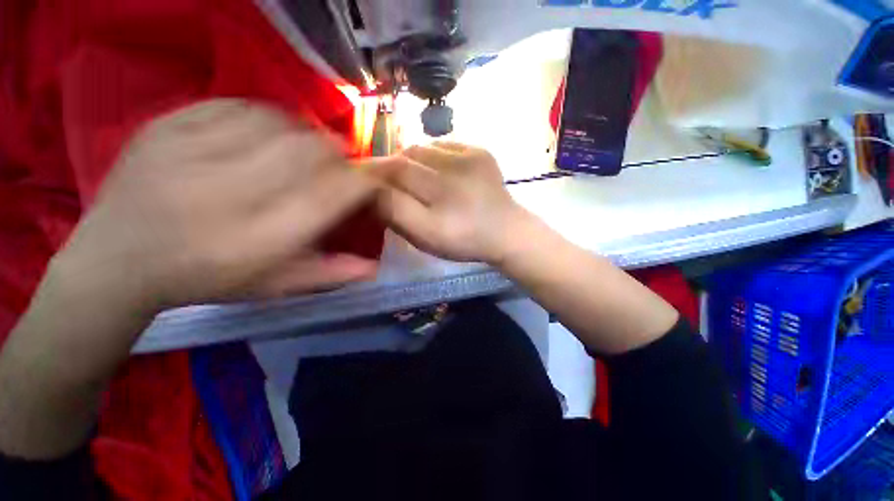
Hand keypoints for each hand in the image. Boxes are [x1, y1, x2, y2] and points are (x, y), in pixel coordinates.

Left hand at [55, 99, 378, 313]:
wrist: (116, 261)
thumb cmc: (208, 279)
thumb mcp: (276, 286)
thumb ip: (330, 273)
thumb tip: (375, 266)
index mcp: (264, 238)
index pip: (335, 194)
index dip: (363, 182)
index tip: (372, 181)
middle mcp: (232, 193)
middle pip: (312, 152)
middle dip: (337, 155)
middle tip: (337, 166)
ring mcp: (193, 153)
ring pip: (279, 123)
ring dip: (304, 134)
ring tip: (301, 150)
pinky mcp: (167, 127)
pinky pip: (236, 106)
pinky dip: (264, 117)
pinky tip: (262, 134)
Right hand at [376, 142, 529, 263]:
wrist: (505, 230)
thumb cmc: (464, 241)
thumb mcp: (426, 237)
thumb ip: (397, 214)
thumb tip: (372, 192)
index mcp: (441, 202)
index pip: (393, 178)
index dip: (371, 175)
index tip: (358, 178)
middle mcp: (453, 175)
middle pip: (404, 160)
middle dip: (387, 167)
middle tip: (383, 178)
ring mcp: (469, 158)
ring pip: (420, 149)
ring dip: (408, 160)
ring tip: (410, 174)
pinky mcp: (480, 151)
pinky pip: (442, 144)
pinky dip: (429, 154)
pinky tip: (434, 169)